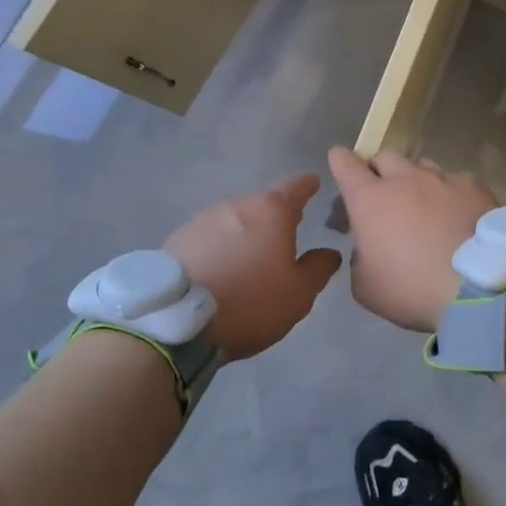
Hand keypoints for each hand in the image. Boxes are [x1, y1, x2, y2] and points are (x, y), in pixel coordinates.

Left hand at [163, 174, 341, 358]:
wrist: (176, 320)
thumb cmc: (250, 302)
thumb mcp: (298, 295)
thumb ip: (318, 269)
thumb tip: (329, 252)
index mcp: (272, 211)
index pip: (296, 187)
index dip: (308, 186)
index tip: (314, 184)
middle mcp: (238, 204)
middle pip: (263, 205)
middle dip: (275, 218)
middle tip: (284, 237)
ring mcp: (204, 218)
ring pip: (234, 220)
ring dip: (245, 234)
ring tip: (249, 260)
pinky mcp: (179, 237)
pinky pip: (210, 237)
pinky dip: (220, 247)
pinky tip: (220, 270)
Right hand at [327, 147, 497, 331]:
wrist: (480, 287)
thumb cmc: (413, 290)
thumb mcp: (367, 288)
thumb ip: (360, 259)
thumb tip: (368, 247)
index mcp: (370, 200)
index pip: (346, 164)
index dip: (340, 160)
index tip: (339, 160)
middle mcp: (404, 178)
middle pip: (384, 156)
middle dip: (379, 169)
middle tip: (383, 192)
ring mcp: (442, 178)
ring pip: (421, 166)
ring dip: (416, 181)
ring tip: (425, 205)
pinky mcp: (474, 185)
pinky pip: (455, 180)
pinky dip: (451, 193)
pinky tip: (459, 214)